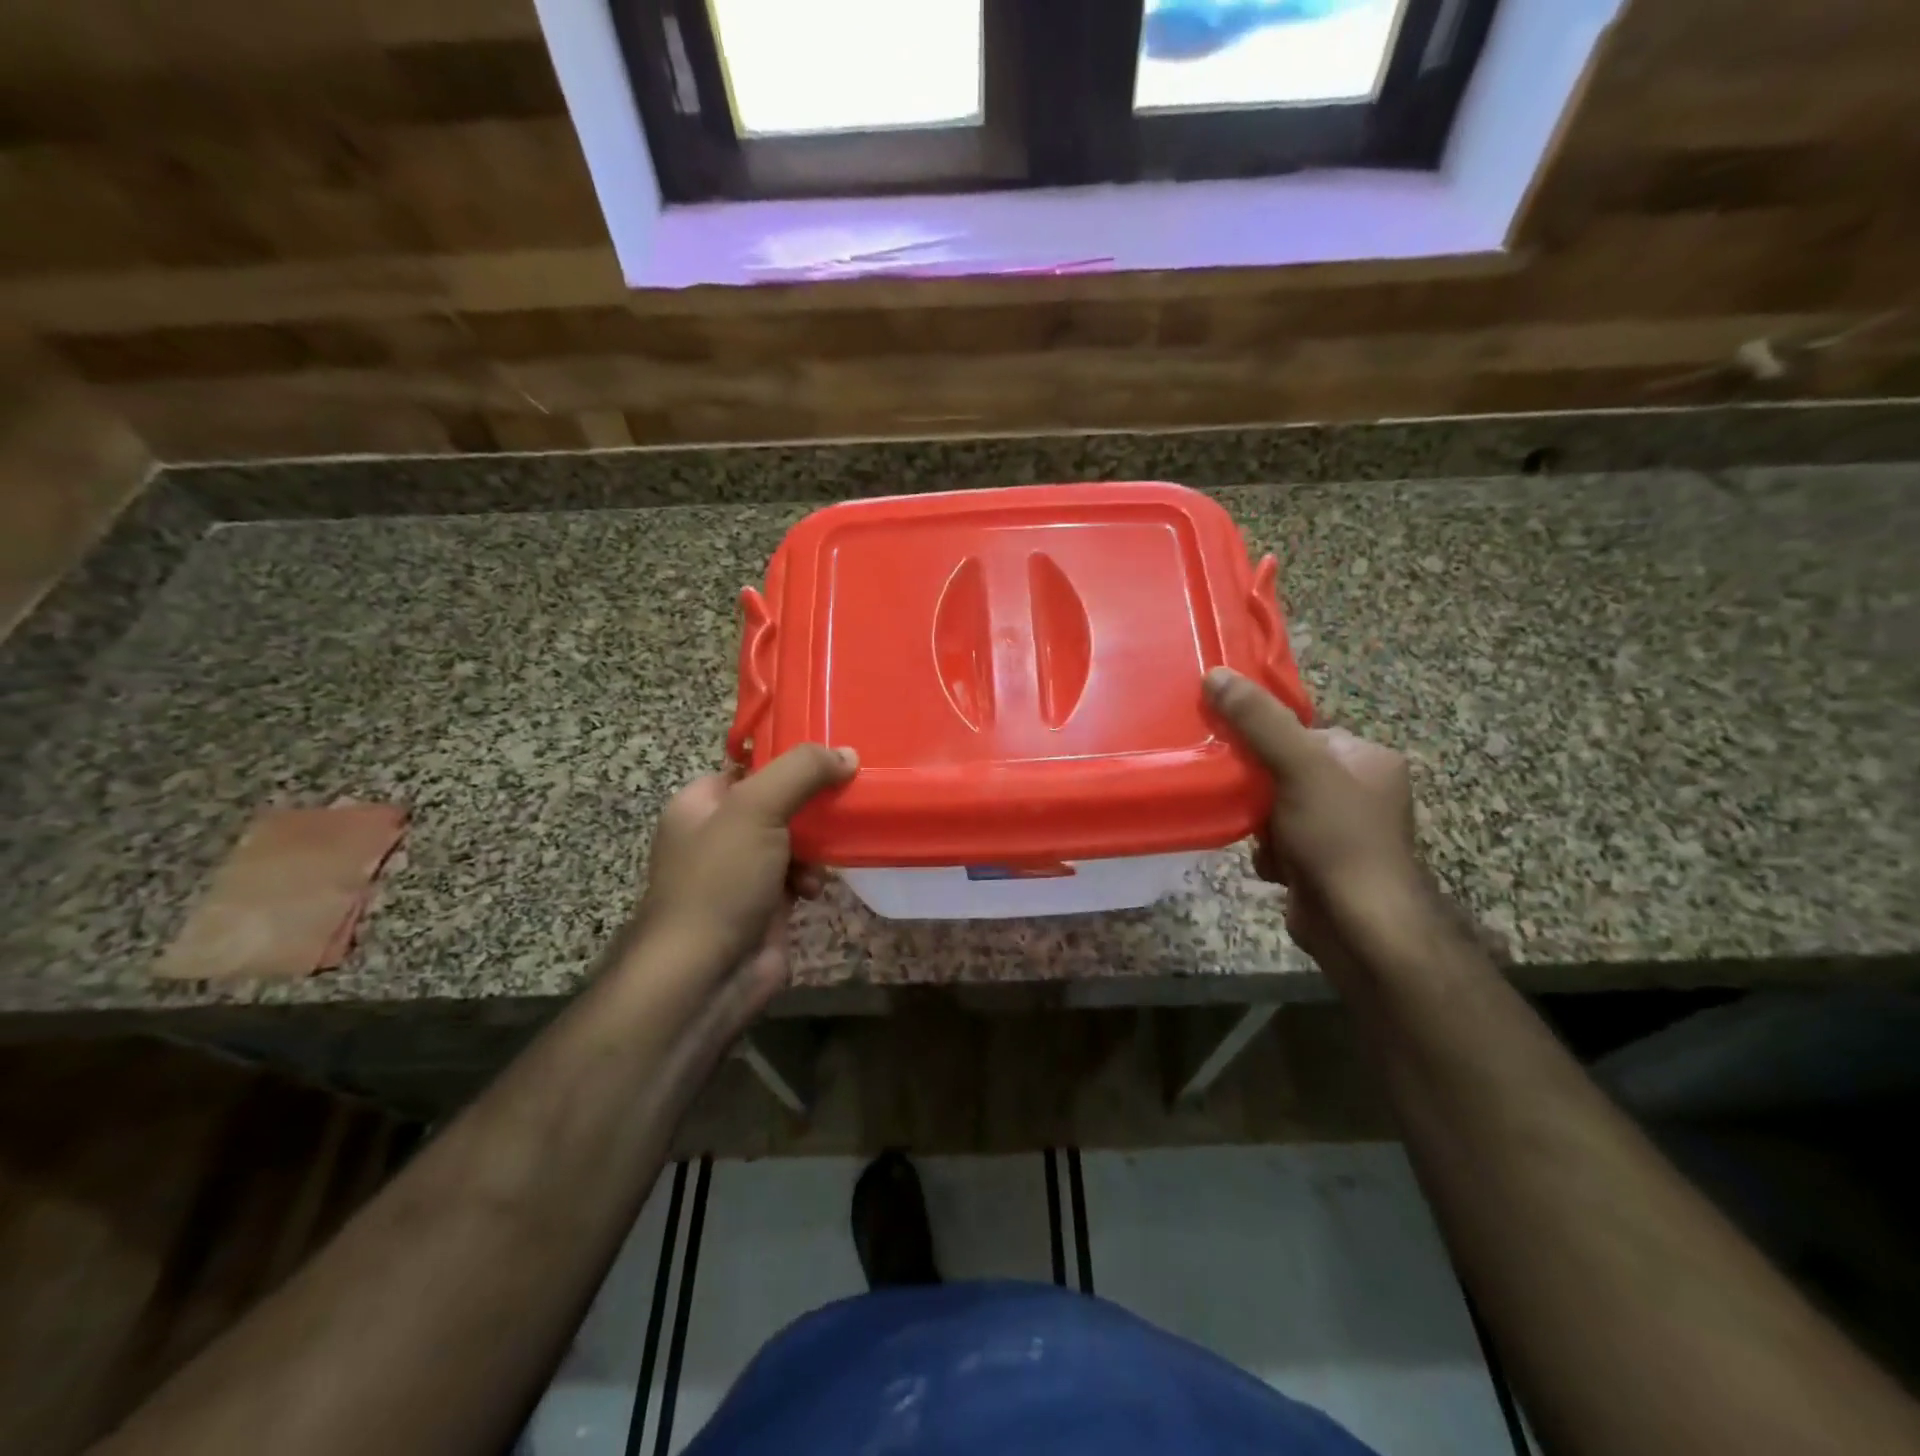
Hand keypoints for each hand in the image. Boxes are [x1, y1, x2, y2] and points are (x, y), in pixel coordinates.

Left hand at [636, 744, 857, 1007]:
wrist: (704, 976)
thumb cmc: (720, 881)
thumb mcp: (756, 809)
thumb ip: (801, 772)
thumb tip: (847, 754)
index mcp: (700, 804)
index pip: (749, 767)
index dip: (788, 760)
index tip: (831, 756)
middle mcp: (718, 834)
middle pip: (777, 802)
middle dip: (811, 805)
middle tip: (846, 798)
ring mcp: (742, 872)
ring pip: (793, 839)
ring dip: (816, 845)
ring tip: (827, 855)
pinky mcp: (765, 904)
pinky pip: (798, 875)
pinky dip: (811, 878)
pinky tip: (815, 890)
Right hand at [1204, 667, 1429, 972]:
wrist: (1360, 926)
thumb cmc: (1338, 837)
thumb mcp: (1298, 767)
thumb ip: (1258, 721)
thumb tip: (1215, 673)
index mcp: (1368, 759)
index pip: (1304, 732)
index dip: (1266, 739)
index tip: (1234, 750)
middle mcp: (1360, 790)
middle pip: (1285, 769)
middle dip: (1258, 787)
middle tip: (1240, 795)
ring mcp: (1342, 830)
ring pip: (1276, 807)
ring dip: (1258, 821)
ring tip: (1255, 834)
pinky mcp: (1322, 863)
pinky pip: (1279, 840)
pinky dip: (1268, 850)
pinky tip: (1271, 864)